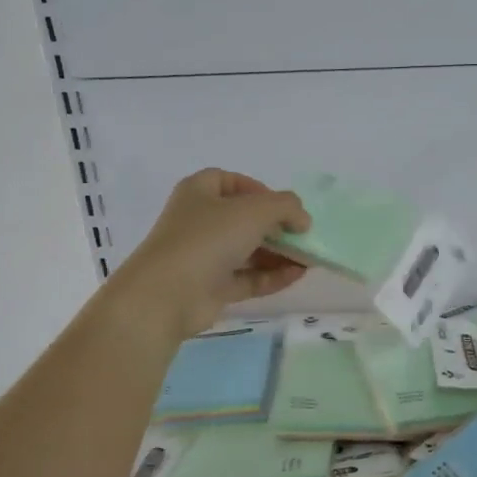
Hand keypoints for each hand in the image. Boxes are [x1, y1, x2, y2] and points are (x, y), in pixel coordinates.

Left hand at [114, 169, 309, 340]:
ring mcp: (204, 256)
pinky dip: (271, 275)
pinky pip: (247, 277)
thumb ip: (286, 207)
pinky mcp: (211, 287)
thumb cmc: (209, 238)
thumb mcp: (255, 211)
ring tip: (308, 258)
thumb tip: (302, 220)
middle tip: (301, 234)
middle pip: (243, 219)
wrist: (168, 295)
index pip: (230, 181)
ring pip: (247, 250)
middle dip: (275, 226)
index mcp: (199, 193)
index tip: (282, 205)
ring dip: (278, 253)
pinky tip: (298, 275)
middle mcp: (199, 221)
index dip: (258, 189)